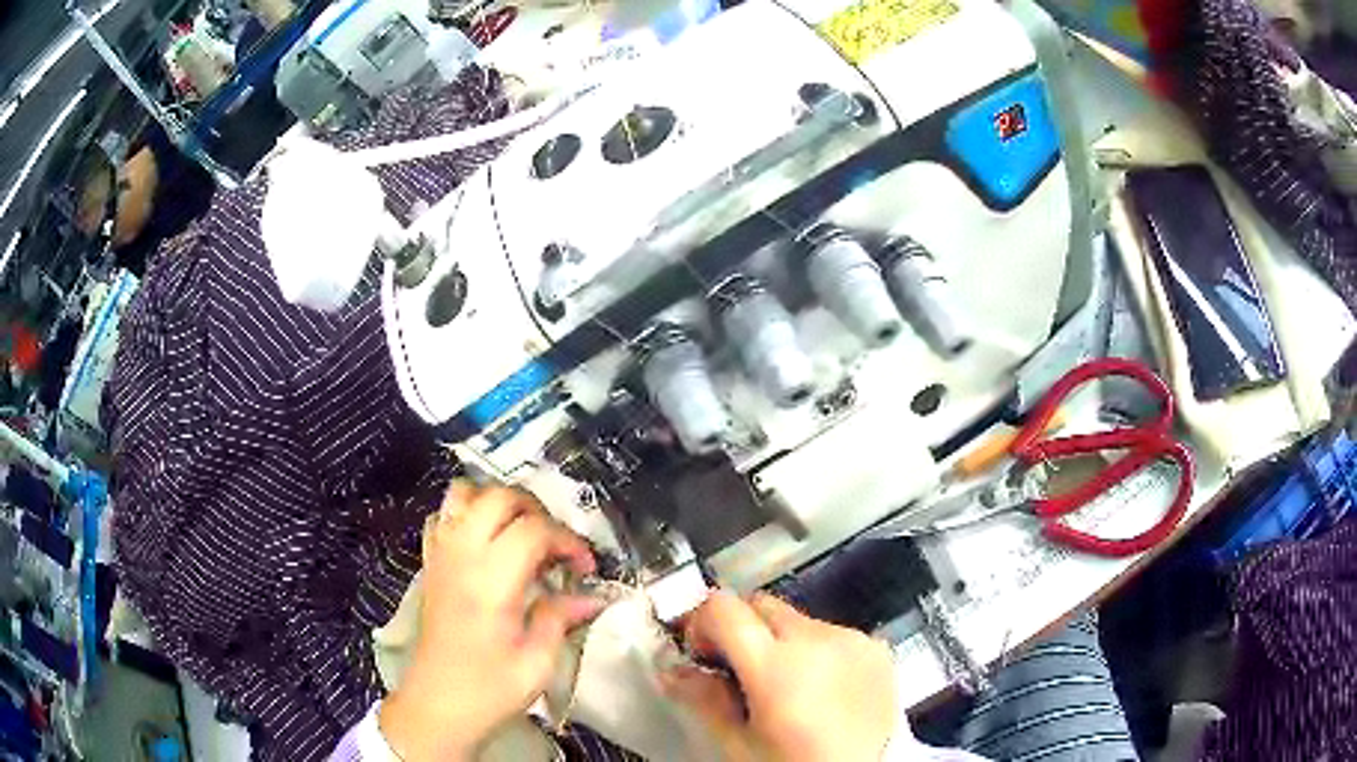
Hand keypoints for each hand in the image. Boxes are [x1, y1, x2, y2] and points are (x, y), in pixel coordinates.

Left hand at [379, 481, 602, 761]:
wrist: (437, 706)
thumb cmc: (490, 691)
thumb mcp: (538, 663)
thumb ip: (561, 618)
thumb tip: (592, 596)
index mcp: (491, 581)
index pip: (535, 529)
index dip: (568, 540)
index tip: (586, 568)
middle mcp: (461, 556)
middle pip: (499, 497)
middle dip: (537, 511)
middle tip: (557, 546)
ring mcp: (440, 556)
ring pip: (464, 495)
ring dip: (498, 504)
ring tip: (521, 534)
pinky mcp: (429, 564)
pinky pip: (442, 517)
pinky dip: (466, 516)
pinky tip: (485, 544)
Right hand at [662, 591, 898, 761]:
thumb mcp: (738, 743)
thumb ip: (703, 699)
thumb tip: (671, 669)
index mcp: (776, 665)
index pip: (723, 607)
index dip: (701, 623)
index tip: (701, 654)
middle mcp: (817, 639)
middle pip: (761, 605)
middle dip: (740, 629)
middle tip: (737, 670)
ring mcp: (853, 639)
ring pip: (798, 619)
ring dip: (780, 640)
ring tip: (787, 685)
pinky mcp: (877, 648)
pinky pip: (833, 633)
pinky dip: (817, 650)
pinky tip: (822, 687)